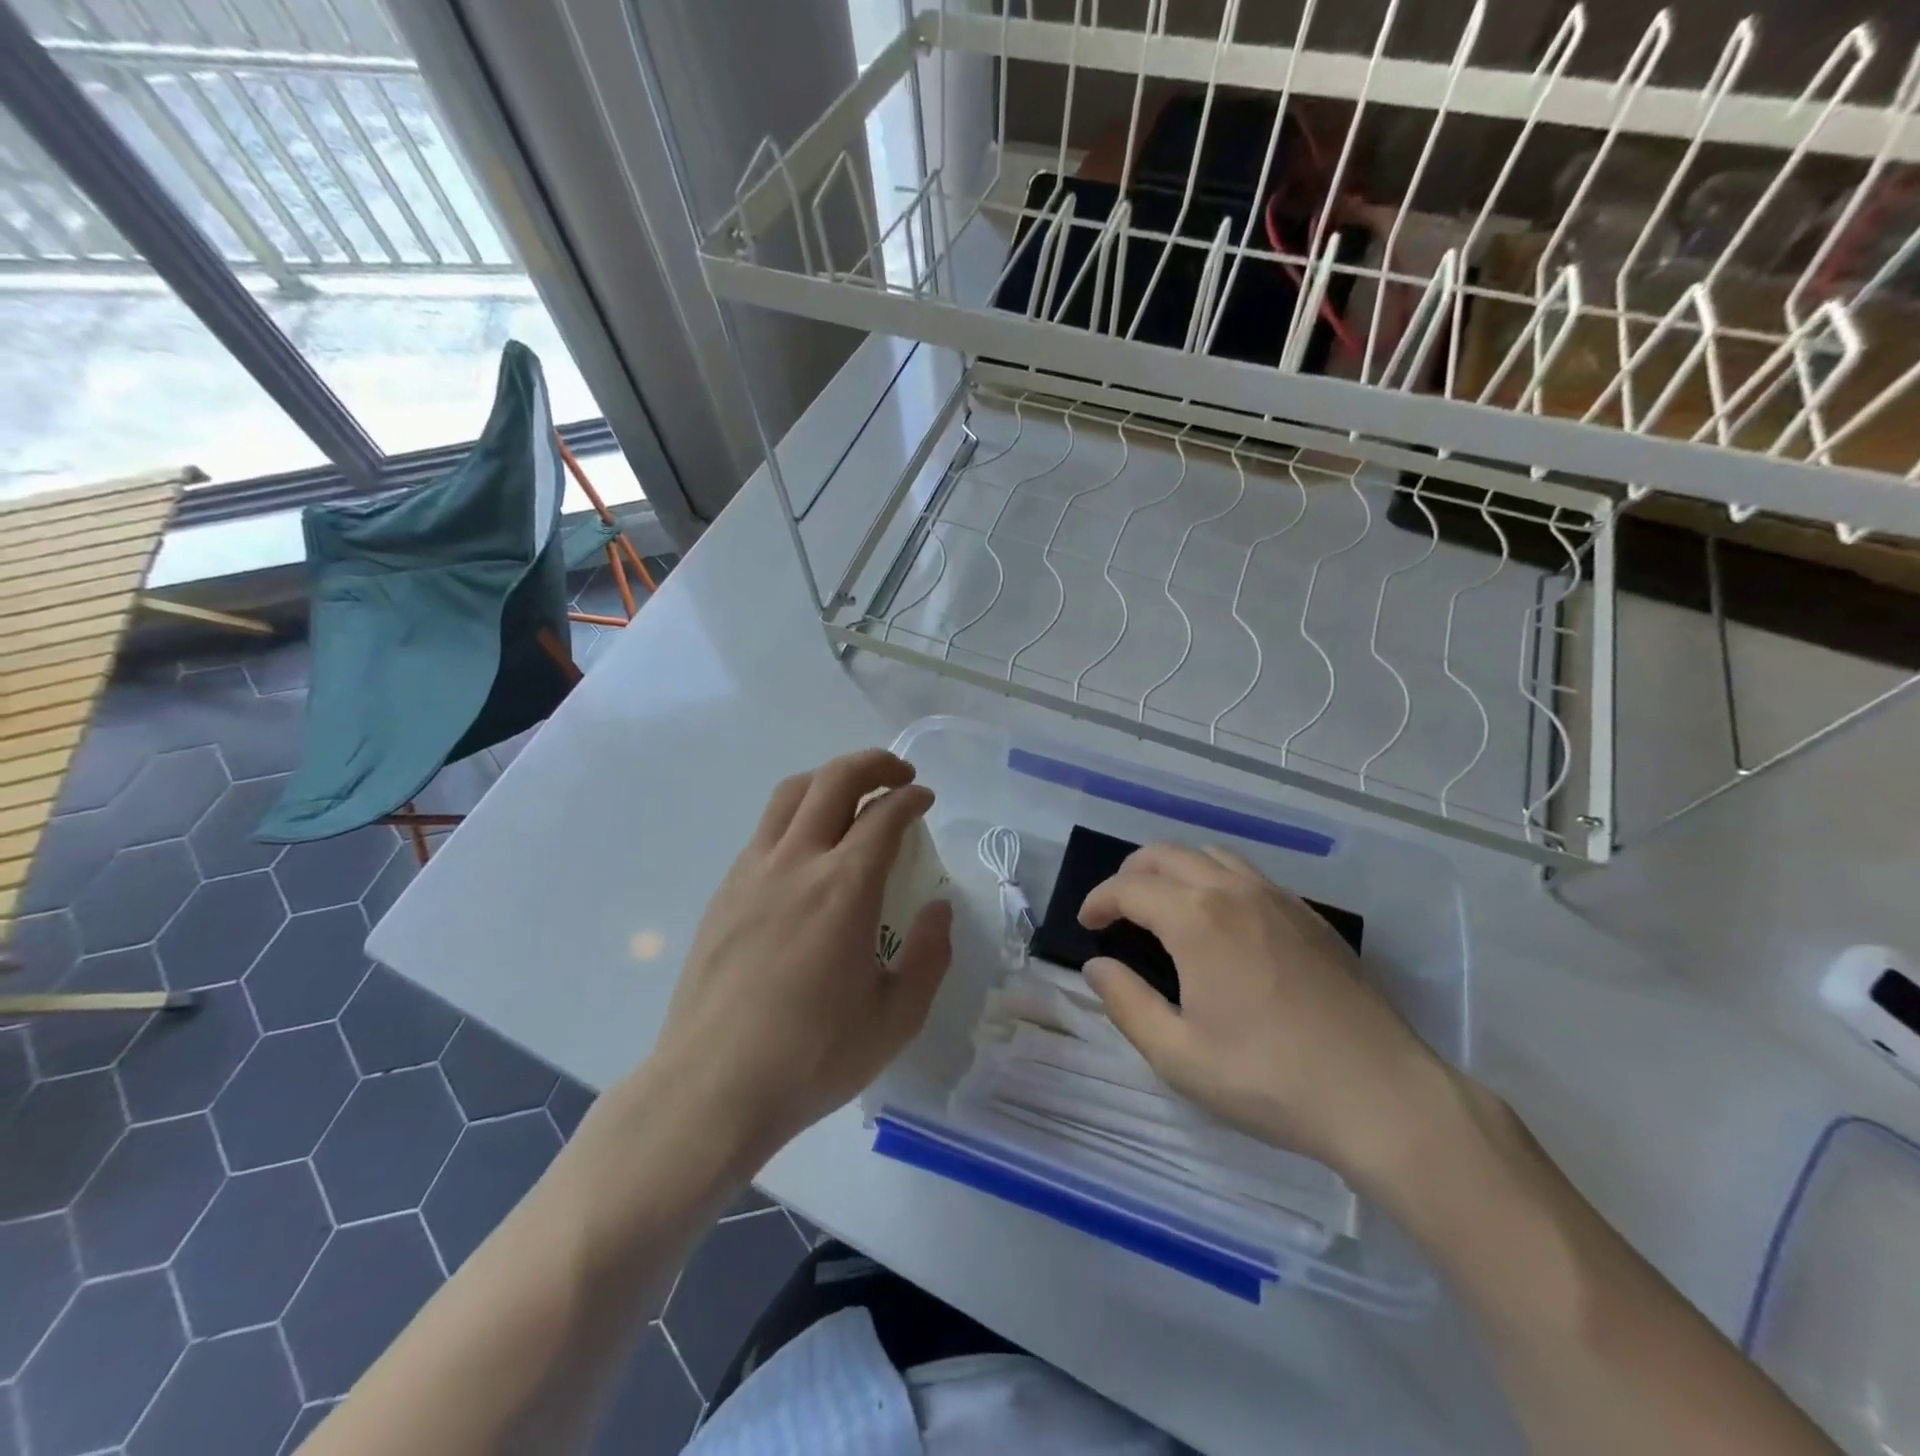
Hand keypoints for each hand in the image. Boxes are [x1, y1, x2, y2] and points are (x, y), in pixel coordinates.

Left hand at [649, 749, 952, 1163]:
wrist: (712, 1087)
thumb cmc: (812, 1056)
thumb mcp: (896, 1017)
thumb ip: (929, 955)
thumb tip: (937, 909)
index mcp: (844, 887)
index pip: (884, 814)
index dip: (911, 798)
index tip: (925, 799)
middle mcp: (797, 863)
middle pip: (833, 780)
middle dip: (872, 764)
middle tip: (897, 775)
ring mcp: (752, 872)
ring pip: (790, 794)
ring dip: (827, 780)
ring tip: (850, 796)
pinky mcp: (724, 892)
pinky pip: (764, 830)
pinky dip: (796, 816)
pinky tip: (807, 852)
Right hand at [1078, 843, 1447, 1179]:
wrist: (1381, 1096)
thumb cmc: (1269, 1079)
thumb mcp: (1179, 1055)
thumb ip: (1126, 1004)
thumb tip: (1096, 966)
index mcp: (1197, 919)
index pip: (1130, 887)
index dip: (1099, 900)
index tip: (1086, 924)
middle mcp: (1234, 891)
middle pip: (1168, 854)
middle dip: (1131, 873)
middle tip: (1117, 908)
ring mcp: (1278, 898)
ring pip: (1211, 855)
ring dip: (1175, 869)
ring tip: (1164, 904)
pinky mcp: (1310, 916)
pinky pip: (1249, 875)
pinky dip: (1217, 879)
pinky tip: (1222, 921)